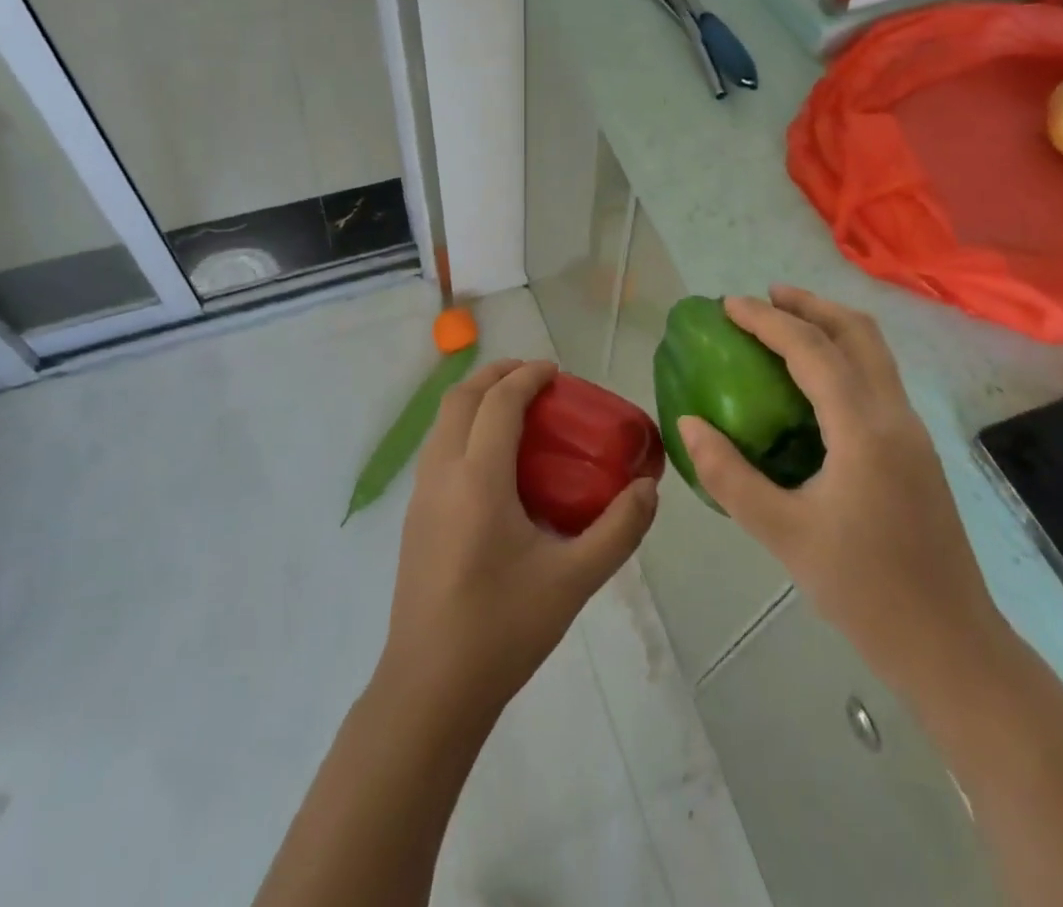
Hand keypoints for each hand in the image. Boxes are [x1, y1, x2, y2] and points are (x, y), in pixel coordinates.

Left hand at [379, 360, 658, 714]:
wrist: (429, 689)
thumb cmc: (503, 629)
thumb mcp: (573, 581)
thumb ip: (617, 530)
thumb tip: (647, 490)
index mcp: (478, 479)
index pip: (499, 402)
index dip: (527, 377)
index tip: (556, 373)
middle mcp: (442, 473)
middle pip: (462, 397)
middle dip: (497, 375)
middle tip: (535, 380)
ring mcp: (421, 494)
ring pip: (443, 421)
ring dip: (476, 399)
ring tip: (515, 411)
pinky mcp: (414, 516)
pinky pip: (437, 447)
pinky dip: (464, 427)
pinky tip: (493, 462)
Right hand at [679, 287, 1008, 695]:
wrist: (952, 648)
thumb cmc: (864, 592)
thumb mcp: (782, 535)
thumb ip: (728, 475)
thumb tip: (689, 423)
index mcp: (864, 430)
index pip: (812, 350)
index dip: (766, 320)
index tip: (728, 305)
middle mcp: (895, 416)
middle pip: (857, 332)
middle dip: (808, 305)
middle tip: (763, 298)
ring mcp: (913, 432)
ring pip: (874, 352)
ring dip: (830, 326)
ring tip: (785, 325)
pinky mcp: (916, 451)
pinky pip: (878, 379)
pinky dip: (843, 356)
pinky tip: (813, 383)